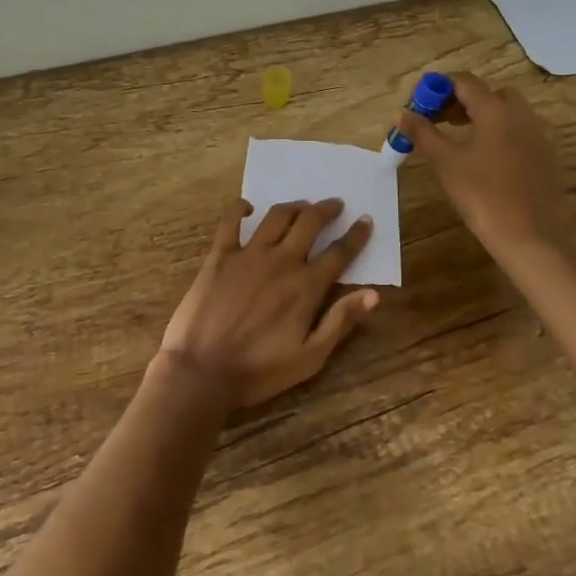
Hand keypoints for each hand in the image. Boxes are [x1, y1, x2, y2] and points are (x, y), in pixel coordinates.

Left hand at [159, 198, 379, 408]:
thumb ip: (341, 322)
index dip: (356, 235)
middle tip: (335, 204)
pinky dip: (240, 208)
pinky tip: (248, 207)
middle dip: (327, 210)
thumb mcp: (310, 358)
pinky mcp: (220, 255)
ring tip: (303, 204)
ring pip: (277, 216)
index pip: (339, 253)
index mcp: (305, 286)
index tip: (366, 220)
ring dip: (295, 206)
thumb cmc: (259, 371)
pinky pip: (230, 221)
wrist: (202, 371)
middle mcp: (281, 261)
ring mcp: (248, 254)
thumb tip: (373, 294)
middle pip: (310, 223)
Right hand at [394, 72, 566, 255]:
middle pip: (489, 94)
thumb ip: (422, 133)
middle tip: (440, 121)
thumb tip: (400, 112)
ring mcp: (538, 136)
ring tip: (459, 139)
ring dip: (482, 116)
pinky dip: (500, 134)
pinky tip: (485, 160)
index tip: (420, 105)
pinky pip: (520, 132)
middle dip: (462, 101)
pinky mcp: (547, 157)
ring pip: (507, 113)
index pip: (464, 82)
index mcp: (496, 111)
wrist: (529, 237)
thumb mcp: (445, 163)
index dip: (439, 88)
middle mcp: (521, 115)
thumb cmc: (482, 196)